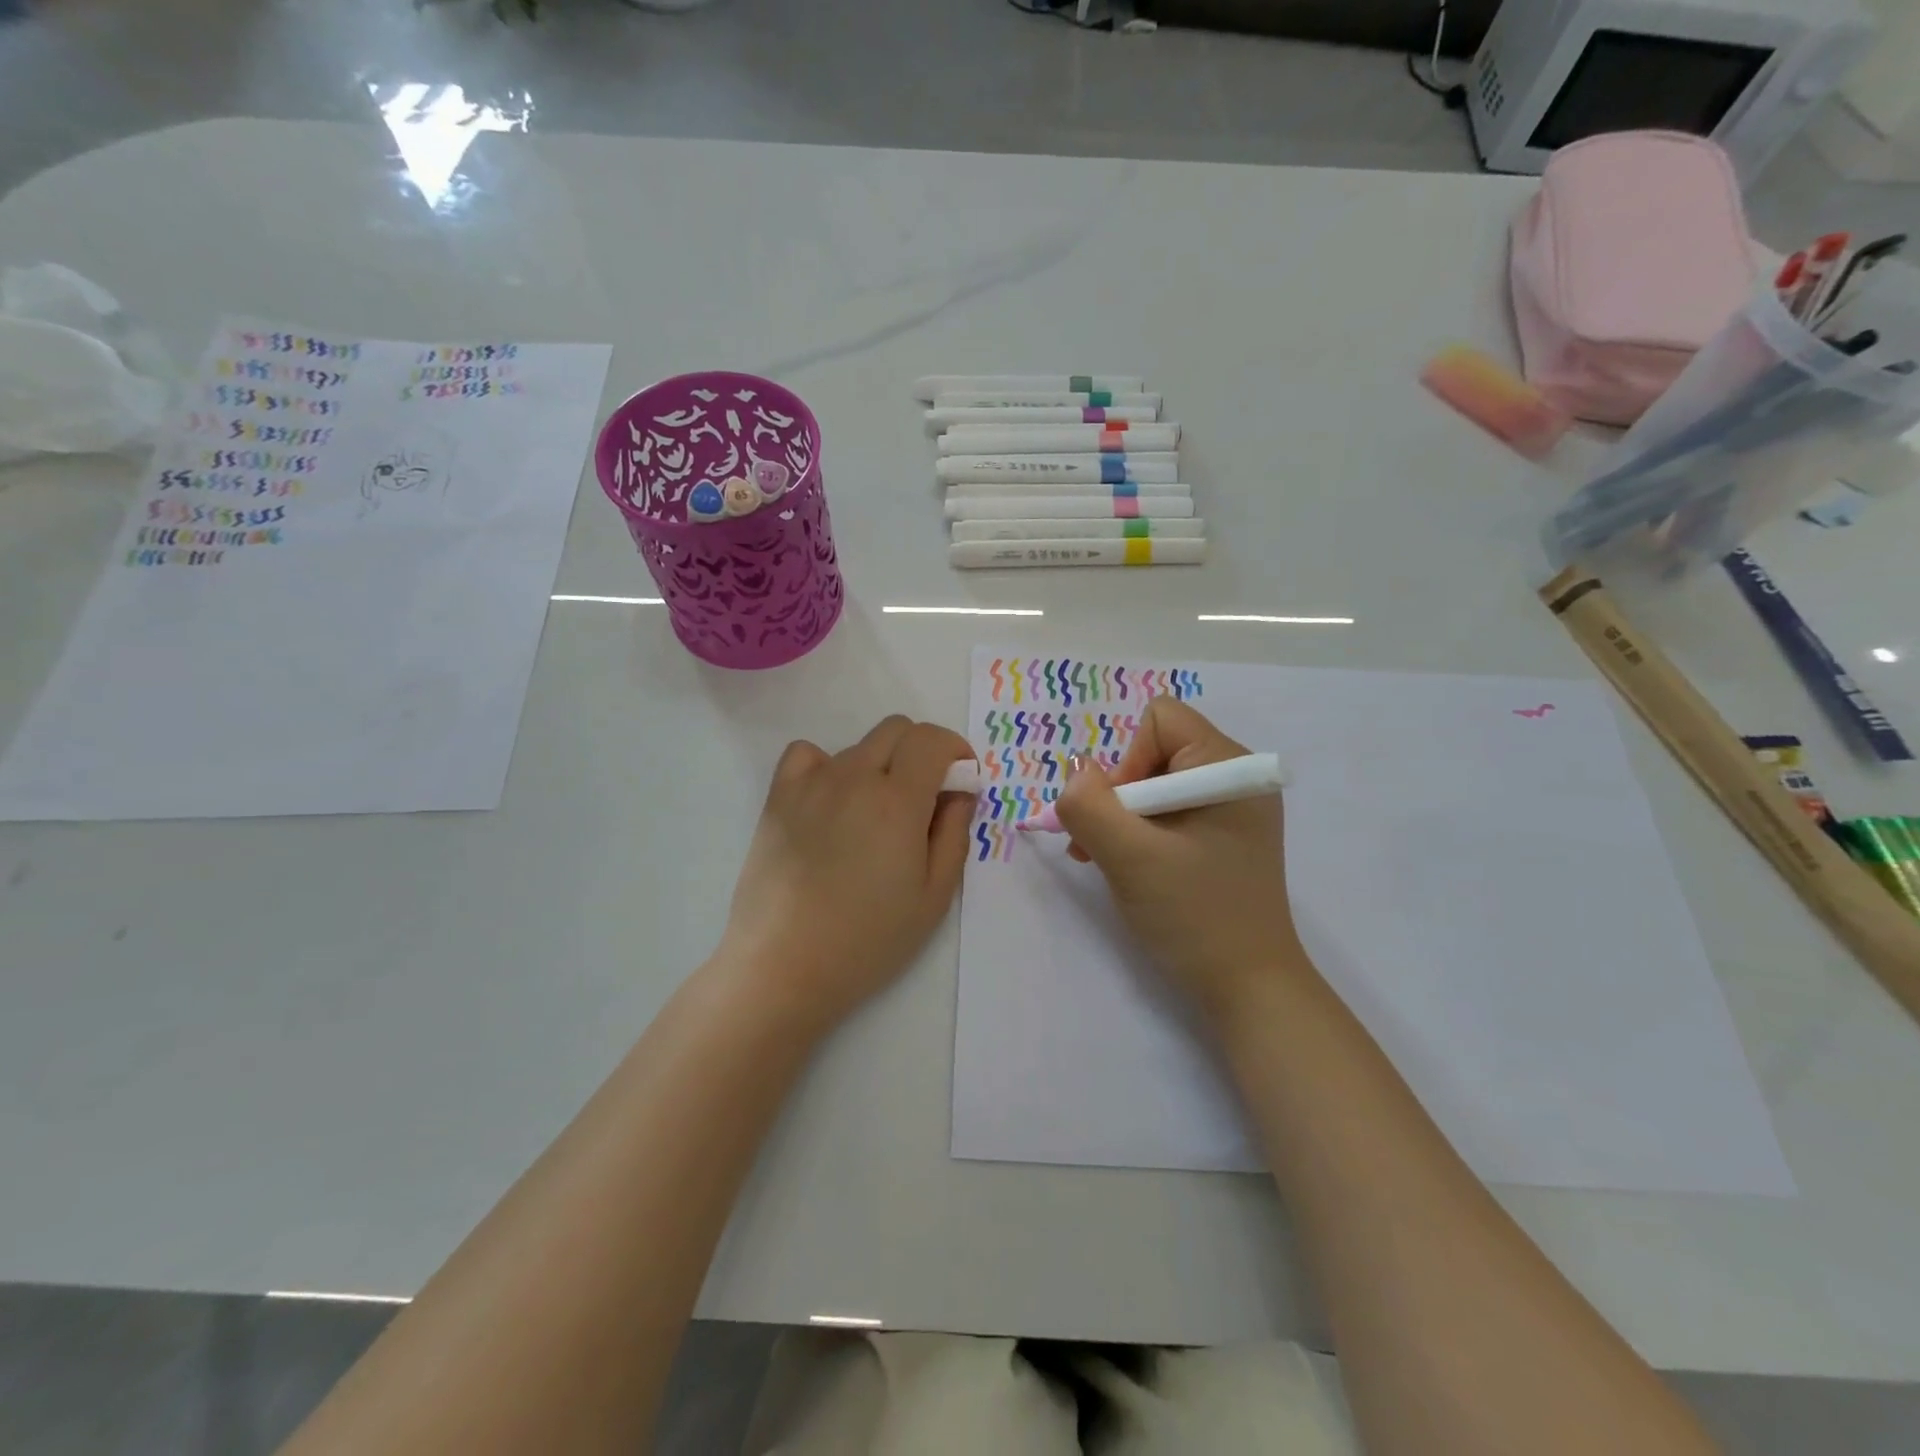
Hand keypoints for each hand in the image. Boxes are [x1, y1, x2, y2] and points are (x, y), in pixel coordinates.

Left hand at [715, 715, 975, 1034]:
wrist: (784, 965)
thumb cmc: (868, 939)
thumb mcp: (934, 896)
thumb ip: (954, 833)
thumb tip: (959, 791)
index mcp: (898, 800)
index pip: (931, 739)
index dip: (955, 750)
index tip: (961, 779)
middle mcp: (854, 777)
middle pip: (896, 729)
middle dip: (922, 751)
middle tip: (926, 797)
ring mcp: (811, 783)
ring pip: (857, 746)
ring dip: (880, 765)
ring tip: (874, 816)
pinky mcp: (778, 797)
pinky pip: (807, 754)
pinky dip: (827, 765)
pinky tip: (830, 801)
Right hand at [1052, 697, 1309, 1026]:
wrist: (1249, 989)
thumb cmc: (1196, 916)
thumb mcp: (1131, 858)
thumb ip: (1090, 806)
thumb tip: (1076, 773)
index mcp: (1228, 767)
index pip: (1159, 721)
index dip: (1126, 761)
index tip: (1124, 817)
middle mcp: (1234, 777)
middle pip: (1153, 751)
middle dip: (1118, 795)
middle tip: (1102, 846)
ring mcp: (1230, 808)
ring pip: (1152, 783)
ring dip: (1121, 818)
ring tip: (1108, 861)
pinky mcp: (1221, 835)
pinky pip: (1166, 811)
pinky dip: (1139, 833)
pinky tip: (1130, 868)